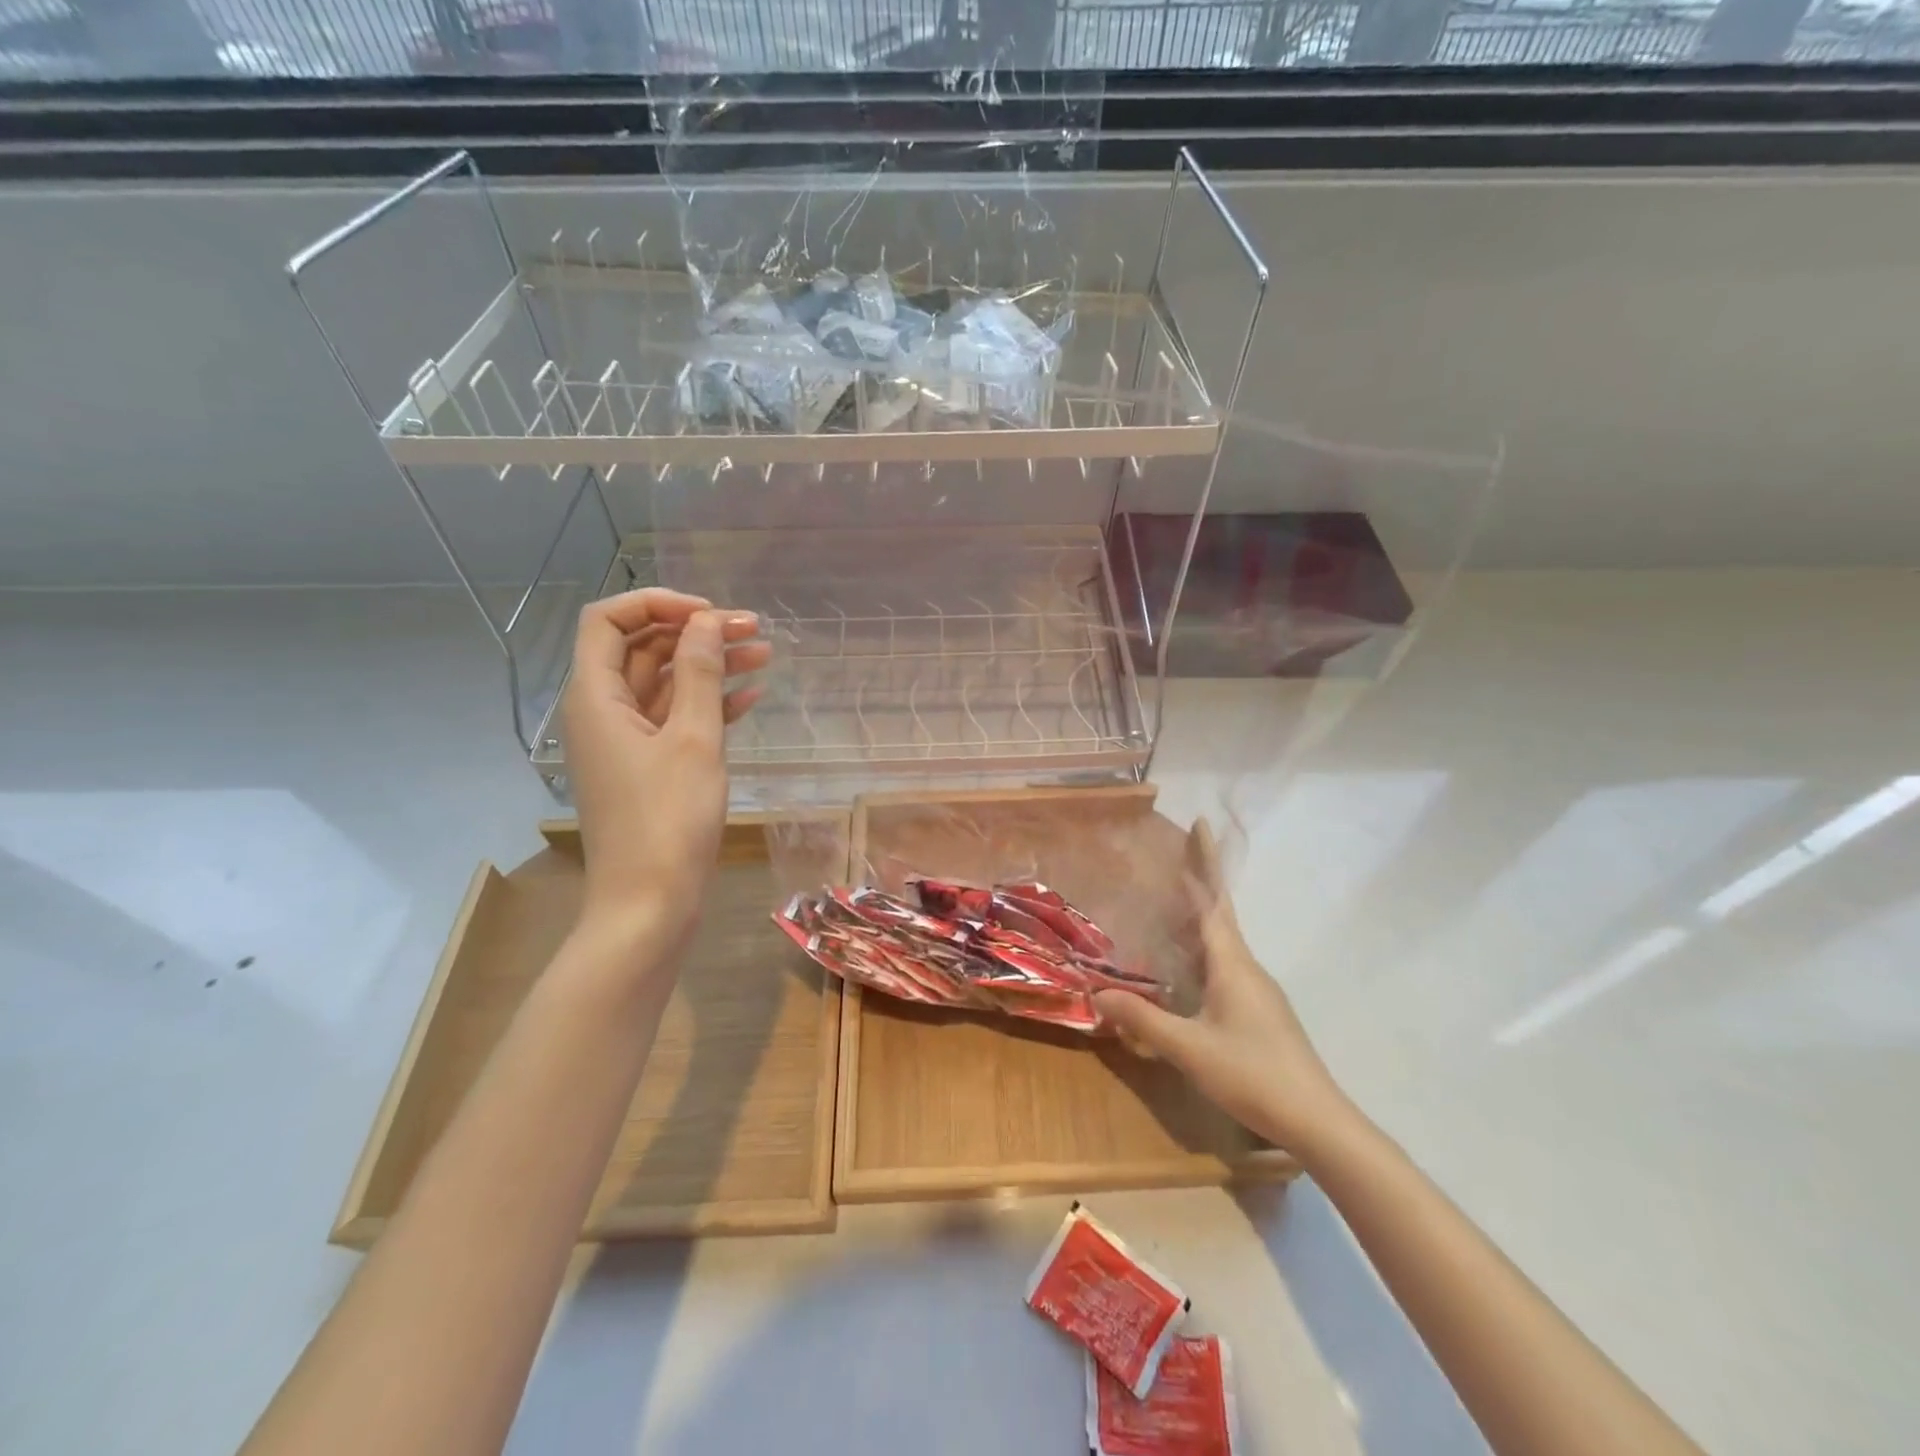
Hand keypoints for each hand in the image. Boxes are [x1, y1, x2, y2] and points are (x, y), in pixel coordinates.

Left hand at [560, 589, 769, 954]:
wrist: (649, 904)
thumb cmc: (668, 819)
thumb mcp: (693, 739)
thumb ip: (699, 673)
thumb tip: (706, 621)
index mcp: (595, 697)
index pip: (608, 620)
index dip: (657, 604)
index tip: (710, 615)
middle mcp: (602, 711)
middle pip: (642, 649)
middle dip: (697, 633)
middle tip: (754, 631)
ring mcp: (626, 741)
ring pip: (665, 684)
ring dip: (710, 666)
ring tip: (765, 655)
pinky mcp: (648, 767)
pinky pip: (675, 719)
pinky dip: (709, 703)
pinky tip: (751, 697)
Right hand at [1094, 835, 1353, 1160]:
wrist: (1317, 1120)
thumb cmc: (1252, 1074)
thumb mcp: (1188, 1048)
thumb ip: (1143, 1019)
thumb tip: (1098, 993)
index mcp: (1233, 963)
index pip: (1214, 900)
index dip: (1205, 861)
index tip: (1198, 824)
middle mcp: (1247, 967)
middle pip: (1220, 913)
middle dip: (1201, 881)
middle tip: (1175, 855)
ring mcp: (1257, 990)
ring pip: (1223, 942)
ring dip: (1200, 917)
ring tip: (1170, 906)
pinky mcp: (1260, 1011)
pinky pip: (1225, 965)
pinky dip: (1203, 950)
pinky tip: (1186, 970)